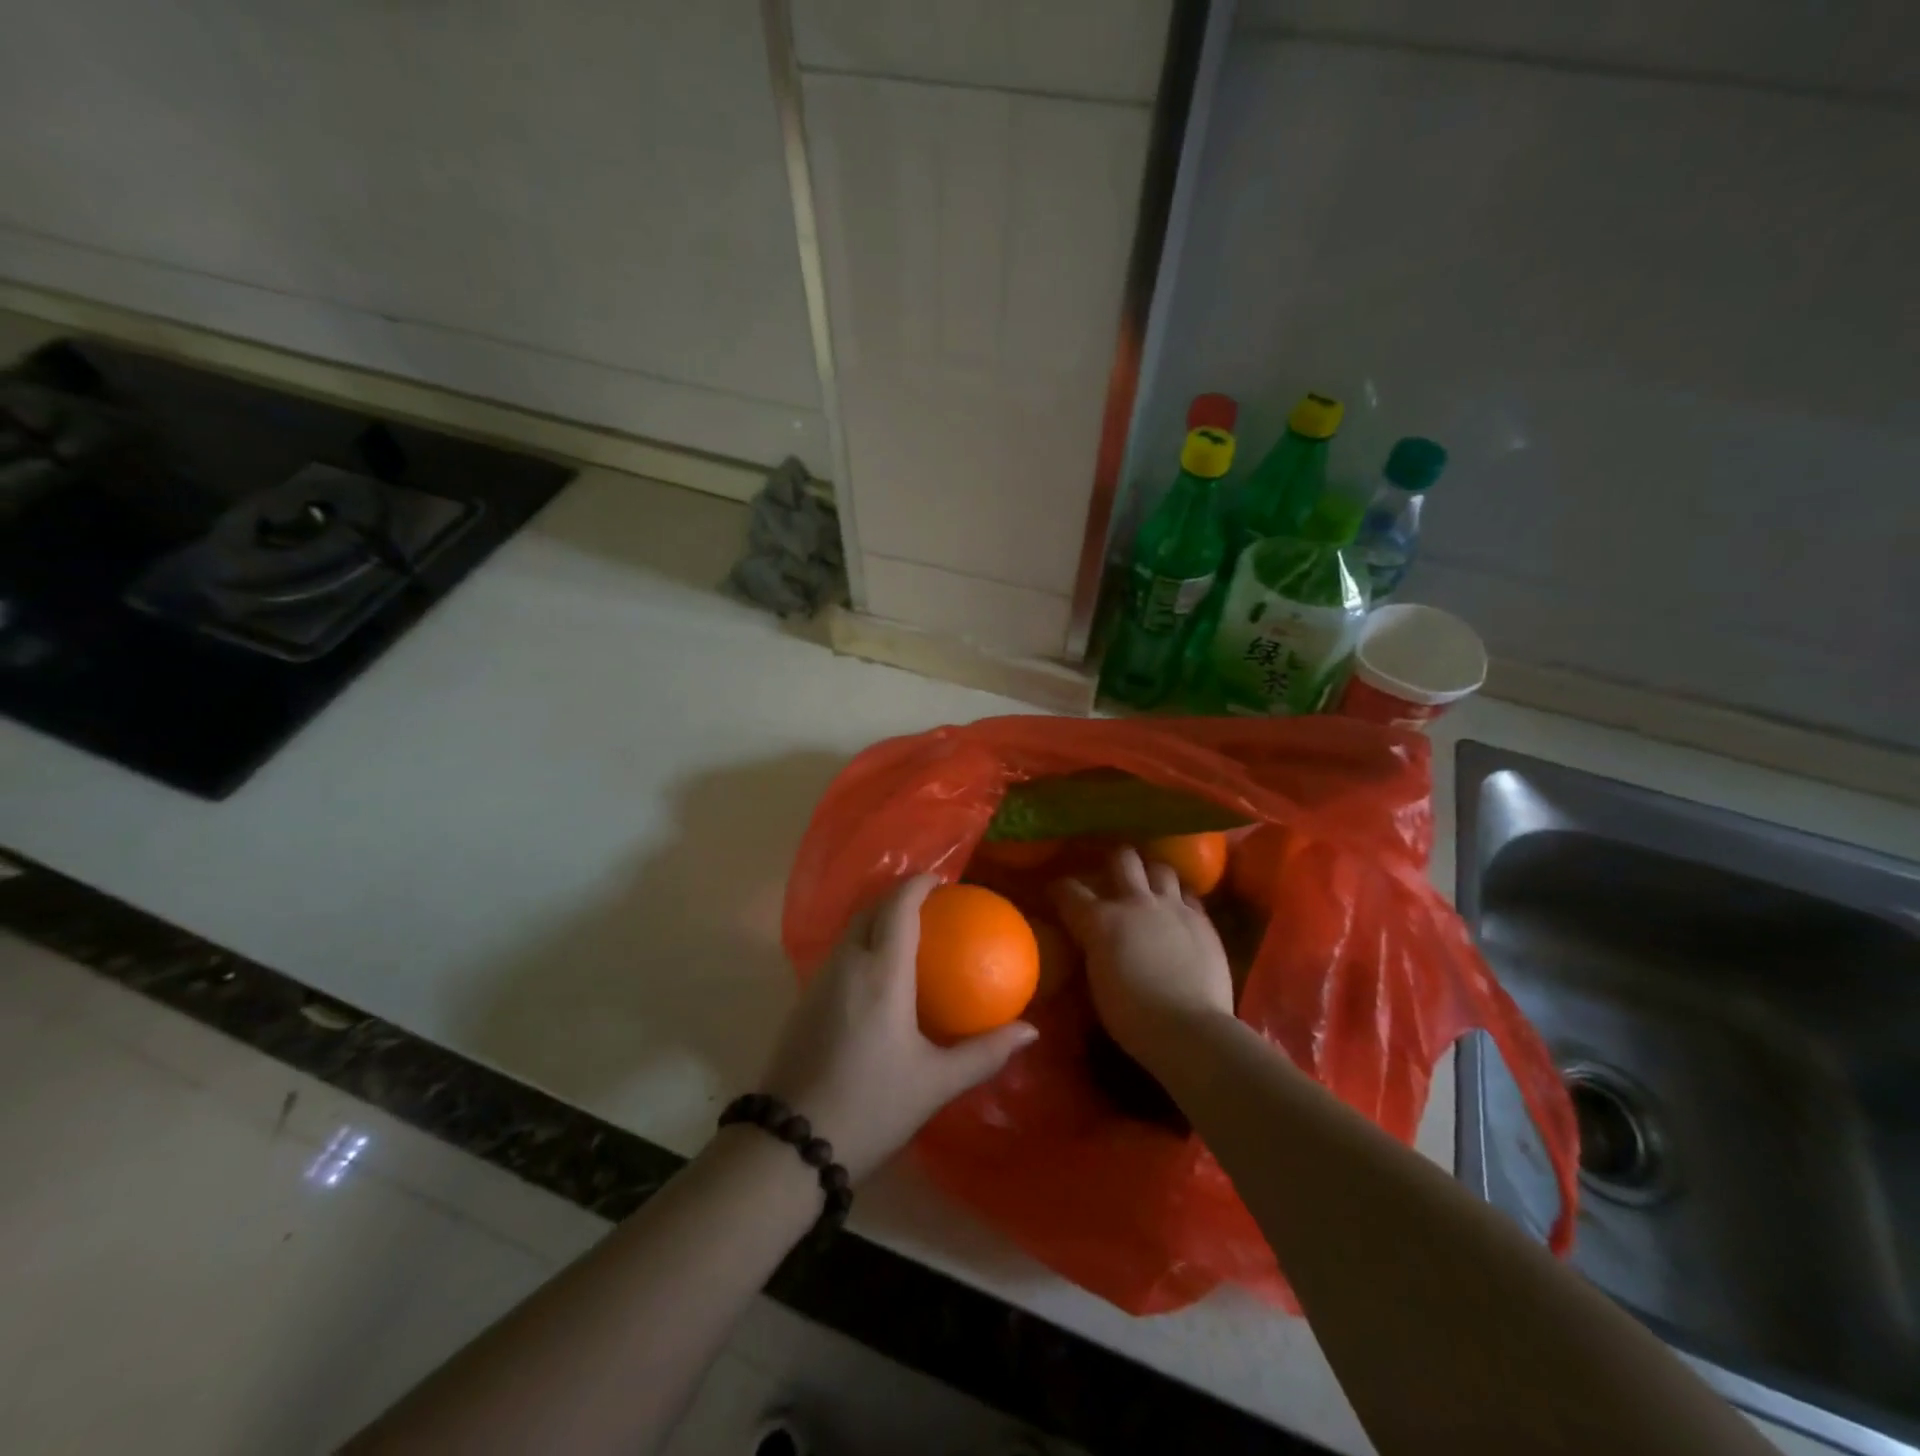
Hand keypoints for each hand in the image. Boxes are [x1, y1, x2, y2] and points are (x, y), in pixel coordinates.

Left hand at [760, 875, 1037, 1181]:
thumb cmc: (872, 1107)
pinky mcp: (803, 1001)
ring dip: (876, 919)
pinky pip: (838, 954)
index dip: (917, 884)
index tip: (941, 881)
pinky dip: (861, 945)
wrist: (790, 1146)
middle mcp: (846, 964)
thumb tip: (1030, 1030)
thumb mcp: (936, 1083)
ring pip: (849, 930)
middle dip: (897, 897)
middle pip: (869, 909)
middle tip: (929, 906)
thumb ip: (985, 1052)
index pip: (898, 907)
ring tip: (908, 936)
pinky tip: (878, 976)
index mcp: (881, 973)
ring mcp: (819, 981)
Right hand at [1053, 846, 1234, 1072]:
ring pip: (1160, 868)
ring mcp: (1172, 907)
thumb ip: (1093, 949)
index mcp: (1100, 920)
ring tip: (1150, 887)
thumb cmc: (1132, 1017)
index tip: (1057, 894)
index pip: (1069, 890)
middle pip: (1122, 859)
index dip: (1059, 889)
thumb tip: (1090, 941)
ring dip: (1151, 875)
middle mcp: (1135, 902)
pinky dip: (1179, 898)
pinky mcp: (1202, 920)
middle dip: (1114, 862)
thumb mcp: (1096, 981)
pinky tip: (1178, 910)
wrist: (1189, 1030)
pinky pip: (1189, 895)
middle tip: (1112, 876)